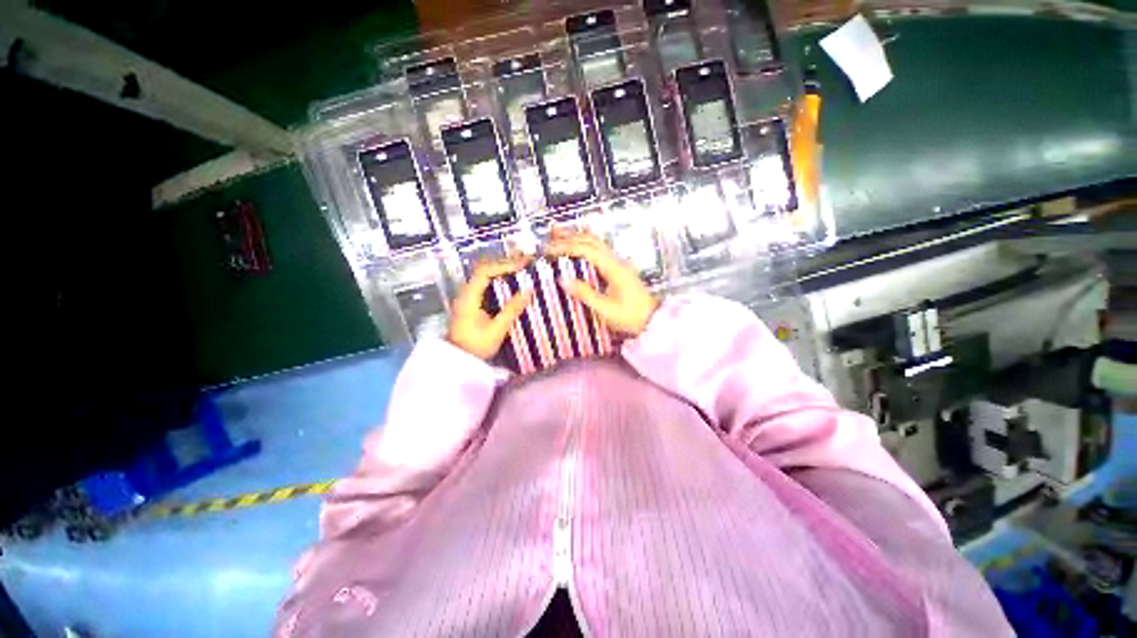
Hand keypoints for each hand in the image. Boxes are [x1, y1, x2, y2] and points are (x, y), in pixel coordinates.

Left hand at [448, 257, 533, 359]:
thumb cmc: (476, 346)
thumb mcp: (497, 330)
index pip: (485, 271)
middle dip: (505, 263)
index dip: (504, 265)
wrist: (459, 360)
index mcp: (469, 297)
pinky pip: (486, 283)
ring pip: (485, 275)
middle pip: (484, 269)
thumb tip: (529, 291)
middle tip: (526, 262)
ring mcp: (468, 296)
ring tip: (521, 267)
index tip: (523, 265)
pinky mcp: (472, 301)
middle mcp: (466, 292)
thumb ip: (512, 310)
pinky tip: (511, 281)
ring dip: (503, 269)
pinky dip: (500, 278)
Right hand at [546, 229, 658, 336]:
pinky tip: (578, 244)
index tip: (549, 250)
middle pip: (591, 240)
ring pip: (596, 242)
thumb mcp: (606, 310)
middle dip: (569, 235)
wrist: (653, 320)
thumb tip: (562, 280)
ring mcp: (618, 262)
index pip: (587, 249)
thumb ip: (585, 294)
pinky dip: (585, 243)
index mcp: (614, 268)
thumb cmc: (630, 317)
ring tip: (560, 233)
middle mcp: (616, 260)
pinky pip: (599, 250)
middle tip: (550, 234)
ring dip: (577, 236)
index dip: (566, 247)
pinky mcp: (618, 268)